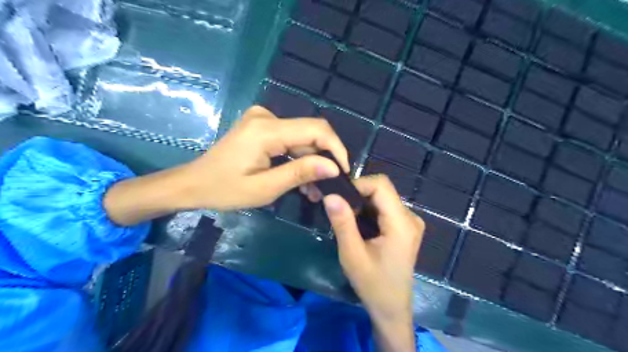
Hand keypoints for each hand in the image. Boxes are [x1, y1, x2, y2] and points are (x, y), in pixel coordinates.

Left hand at [103, 104, 348, 225]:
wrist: (193, 183)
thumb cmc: (224, 190)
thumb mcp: (265, 188)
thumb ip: (300, 173)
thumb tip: (334, 167)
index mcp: (266, 130)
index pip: (315, 129)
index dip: (335, 148)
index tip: (344, 171)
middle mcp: (266, 117)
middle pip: (310, 133)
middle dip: (323, 159)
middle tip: (328, 187)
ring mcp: (263, 120)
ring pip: (301, 138)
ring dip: (311, 162)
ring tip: (315, 190)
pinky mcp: (261, 127)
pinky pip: (289, 140)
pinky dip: (298, 159)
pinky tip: (301, 179)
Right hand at [322, 176, 423, 351]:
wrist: (391, 308)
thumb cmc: (372, 284)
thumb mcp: (352, 254)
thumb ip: (342, 223)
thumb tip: (330, 195)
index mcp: (401, 223)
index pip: (381, 185)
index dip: (358, 185)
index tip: (337, 197)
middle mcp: (410, 217)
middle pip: (382, 190)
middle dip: (357, 194)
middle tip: (337, 207)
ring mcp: (410, 222)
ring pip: (382, 198)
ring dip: (361, 203)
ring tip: (345, 217)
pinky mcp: (405, 227)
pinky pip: (384, 208)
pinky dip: (368, 211)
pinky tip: (358, 225)